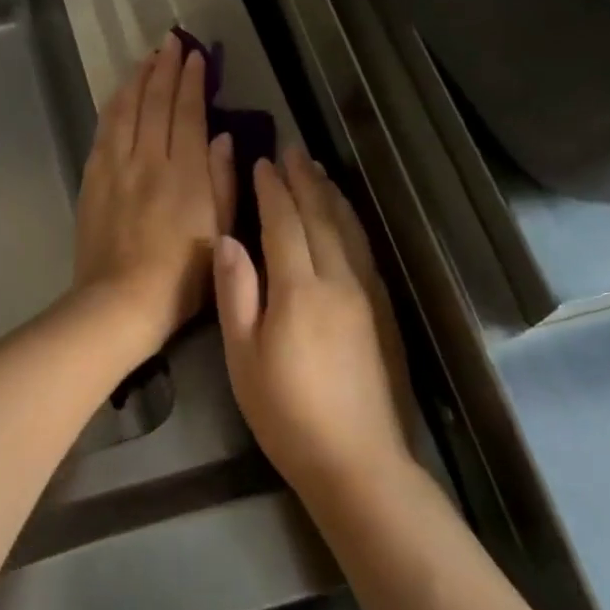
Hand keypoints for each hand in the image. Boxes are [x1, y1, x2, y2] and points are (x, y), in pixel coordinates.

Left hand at [74, 33, 236, 349]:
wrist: (120, 301)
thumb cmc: (182, 277)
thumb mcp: (219, 232)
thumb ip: (223, 181)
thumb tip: (223, 137)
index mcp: (186, 173)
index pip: (189, 113)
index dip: (193, 81)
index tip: (196, 56)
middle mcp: (149, 160)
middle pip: (156, 103)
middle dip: (165, 68)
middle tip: (172, 42)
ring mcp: (116, 167)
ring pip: (126, 110)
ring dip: (137, 80)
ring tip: (146, 58)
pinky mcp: (93, 179)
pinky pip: (104, 131)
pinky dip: (114, 106)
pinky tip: (119, 95)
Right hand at [213, 146, 414, 490]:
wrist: (356, 459)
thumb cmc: (285, 412)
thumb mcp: (243, 356)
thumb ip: (237, 293)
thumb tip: (227, 240)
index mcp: (299, 289)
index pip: (284, 224)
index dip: (272, 191)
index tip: (262, 161)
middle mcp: (338, 281)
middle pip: (320, 217)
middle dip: (304, 181)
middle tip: (292, 150)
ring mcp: (366, 295)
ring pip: (348, 230)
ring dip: (330, 196)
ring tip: (317, 171)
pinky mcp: (382, 311)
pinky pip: (365, 251)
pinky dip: (351, 223)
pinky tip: (345, 218)